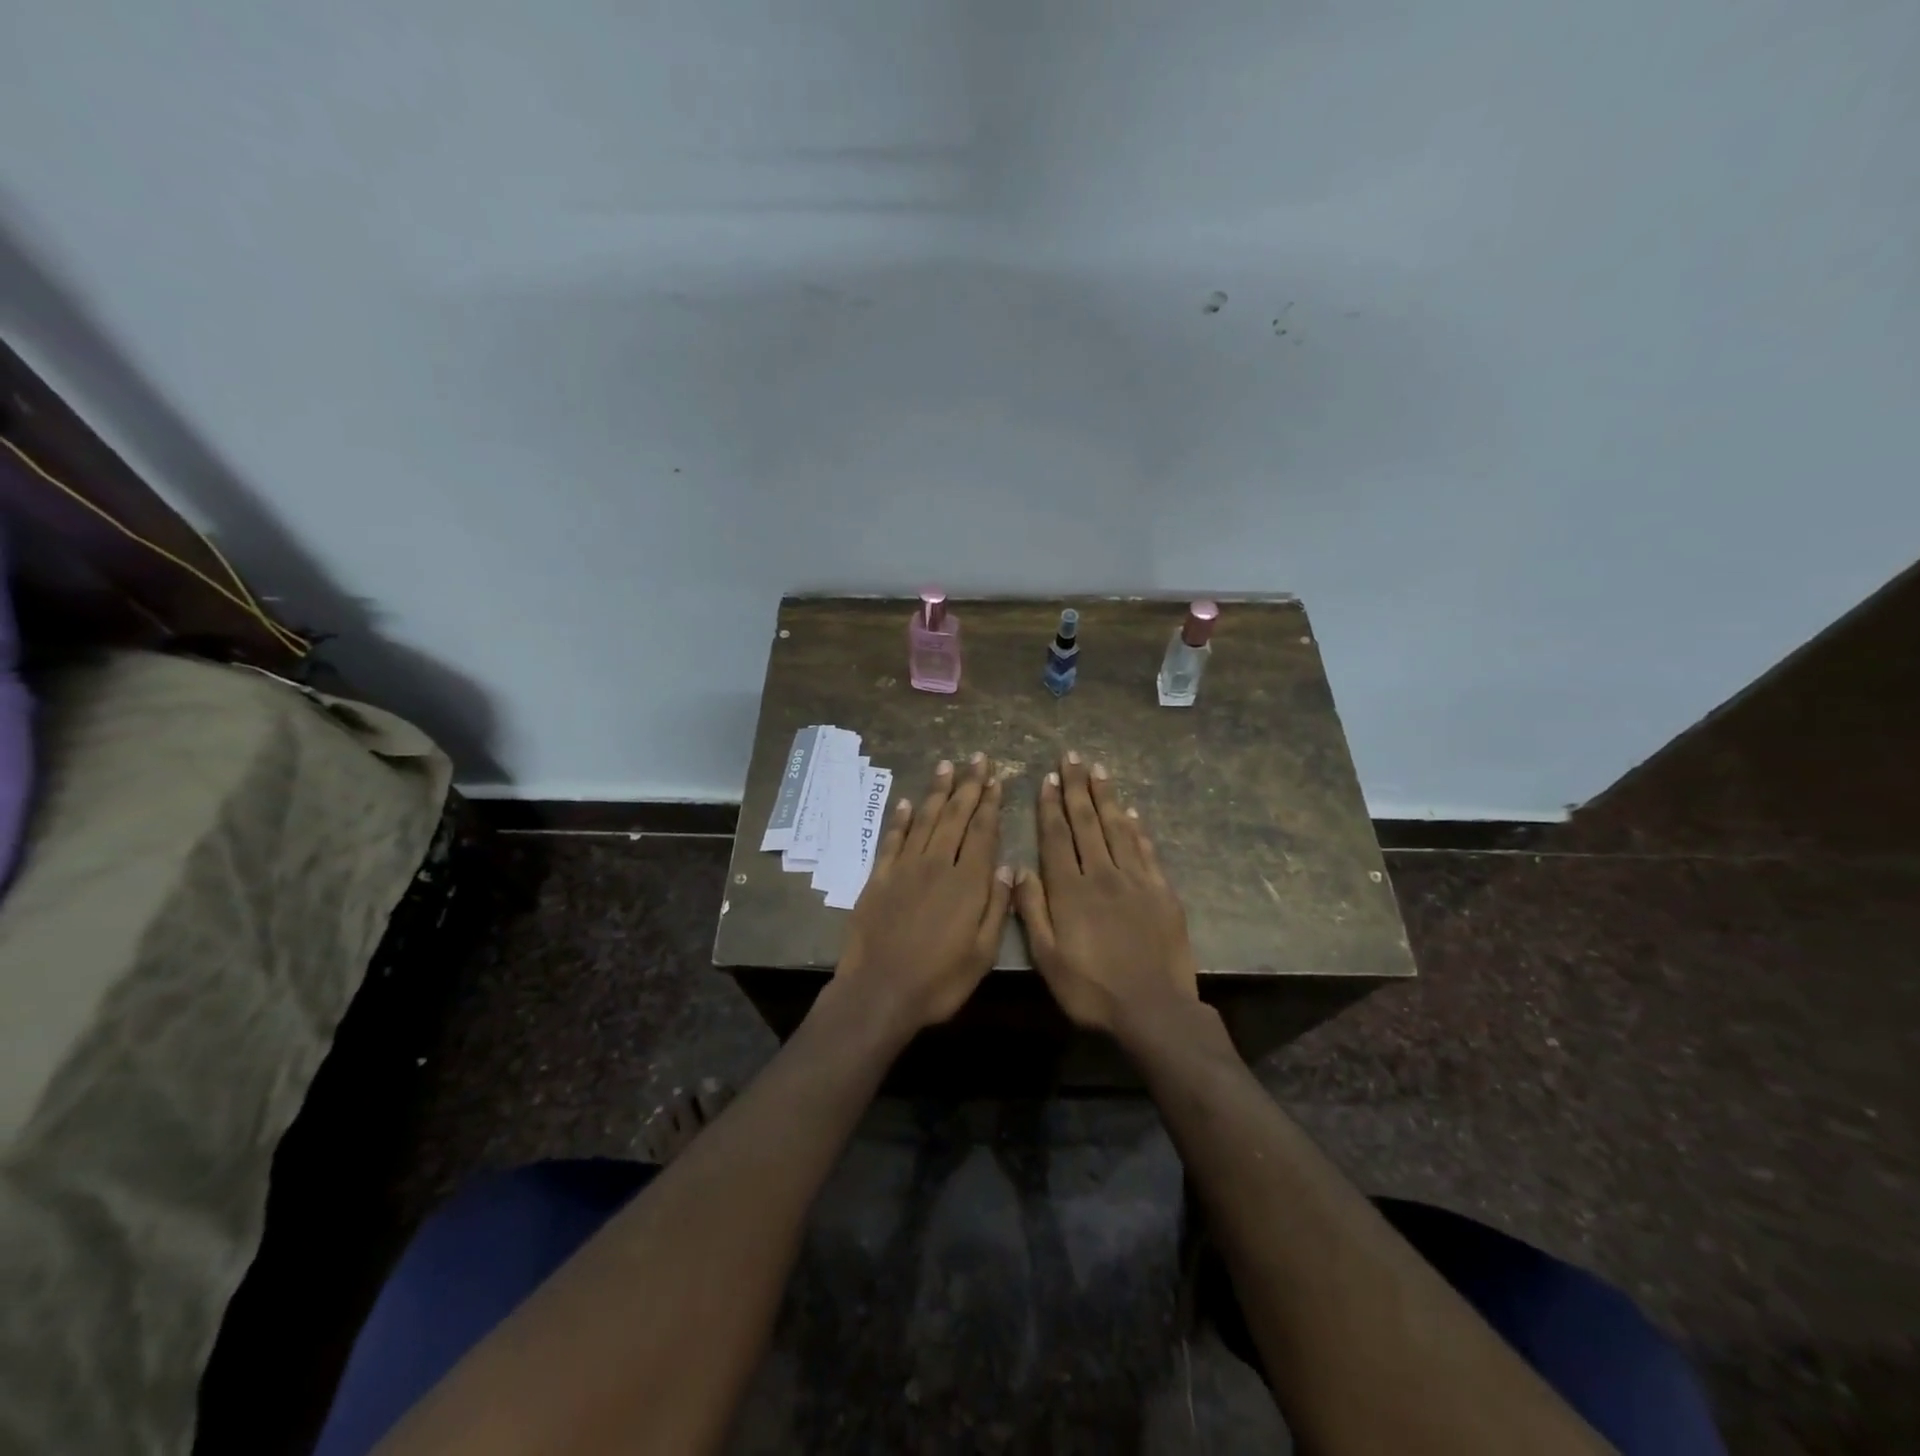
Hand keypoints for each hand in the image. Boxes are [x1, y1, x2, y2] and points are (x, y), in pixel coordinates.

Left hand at [834, 753, 1013, 1033]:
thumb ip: (997, 907)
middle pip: (955, 816)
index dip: (990, 803)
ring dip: (938, 791)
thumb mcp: (983, 953)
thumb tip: (1007, 867)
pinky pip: (893, 839)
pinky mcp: (880, 877)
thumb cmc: (939, 980)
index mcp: (967, 883)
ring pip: (926, 820)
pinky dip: (902, 819)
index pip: (982, 831)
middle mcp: (937, 865)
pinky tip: (909, 802)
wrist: (879, 991)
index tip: (996, 778)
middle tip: (977, 758)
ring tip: (947, 766)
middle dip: (968, 785)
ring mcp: (905, 868)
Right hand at [1013, 752, 1199, 1036]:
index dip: (1051, 806)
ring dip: (1107, 797)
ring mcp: (1136, 880)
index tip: (1049, 778)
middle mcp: (1103, 874)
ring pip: (1118, 828)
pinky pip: (1146, 850)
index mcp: (1070, 890)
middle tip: (1072, 757)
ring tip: (1099, 771)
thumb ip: (1032, 911)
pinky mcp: (1162, 891)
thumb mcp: (1048, 959)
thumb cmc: (1092, 990)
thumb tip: (1019, 868)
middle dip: (1078, 788)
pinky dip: (1138, 828)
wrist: (1154, 1009)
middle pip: (1087, 822)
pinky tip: (1132, 812)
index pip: (1058, 836)